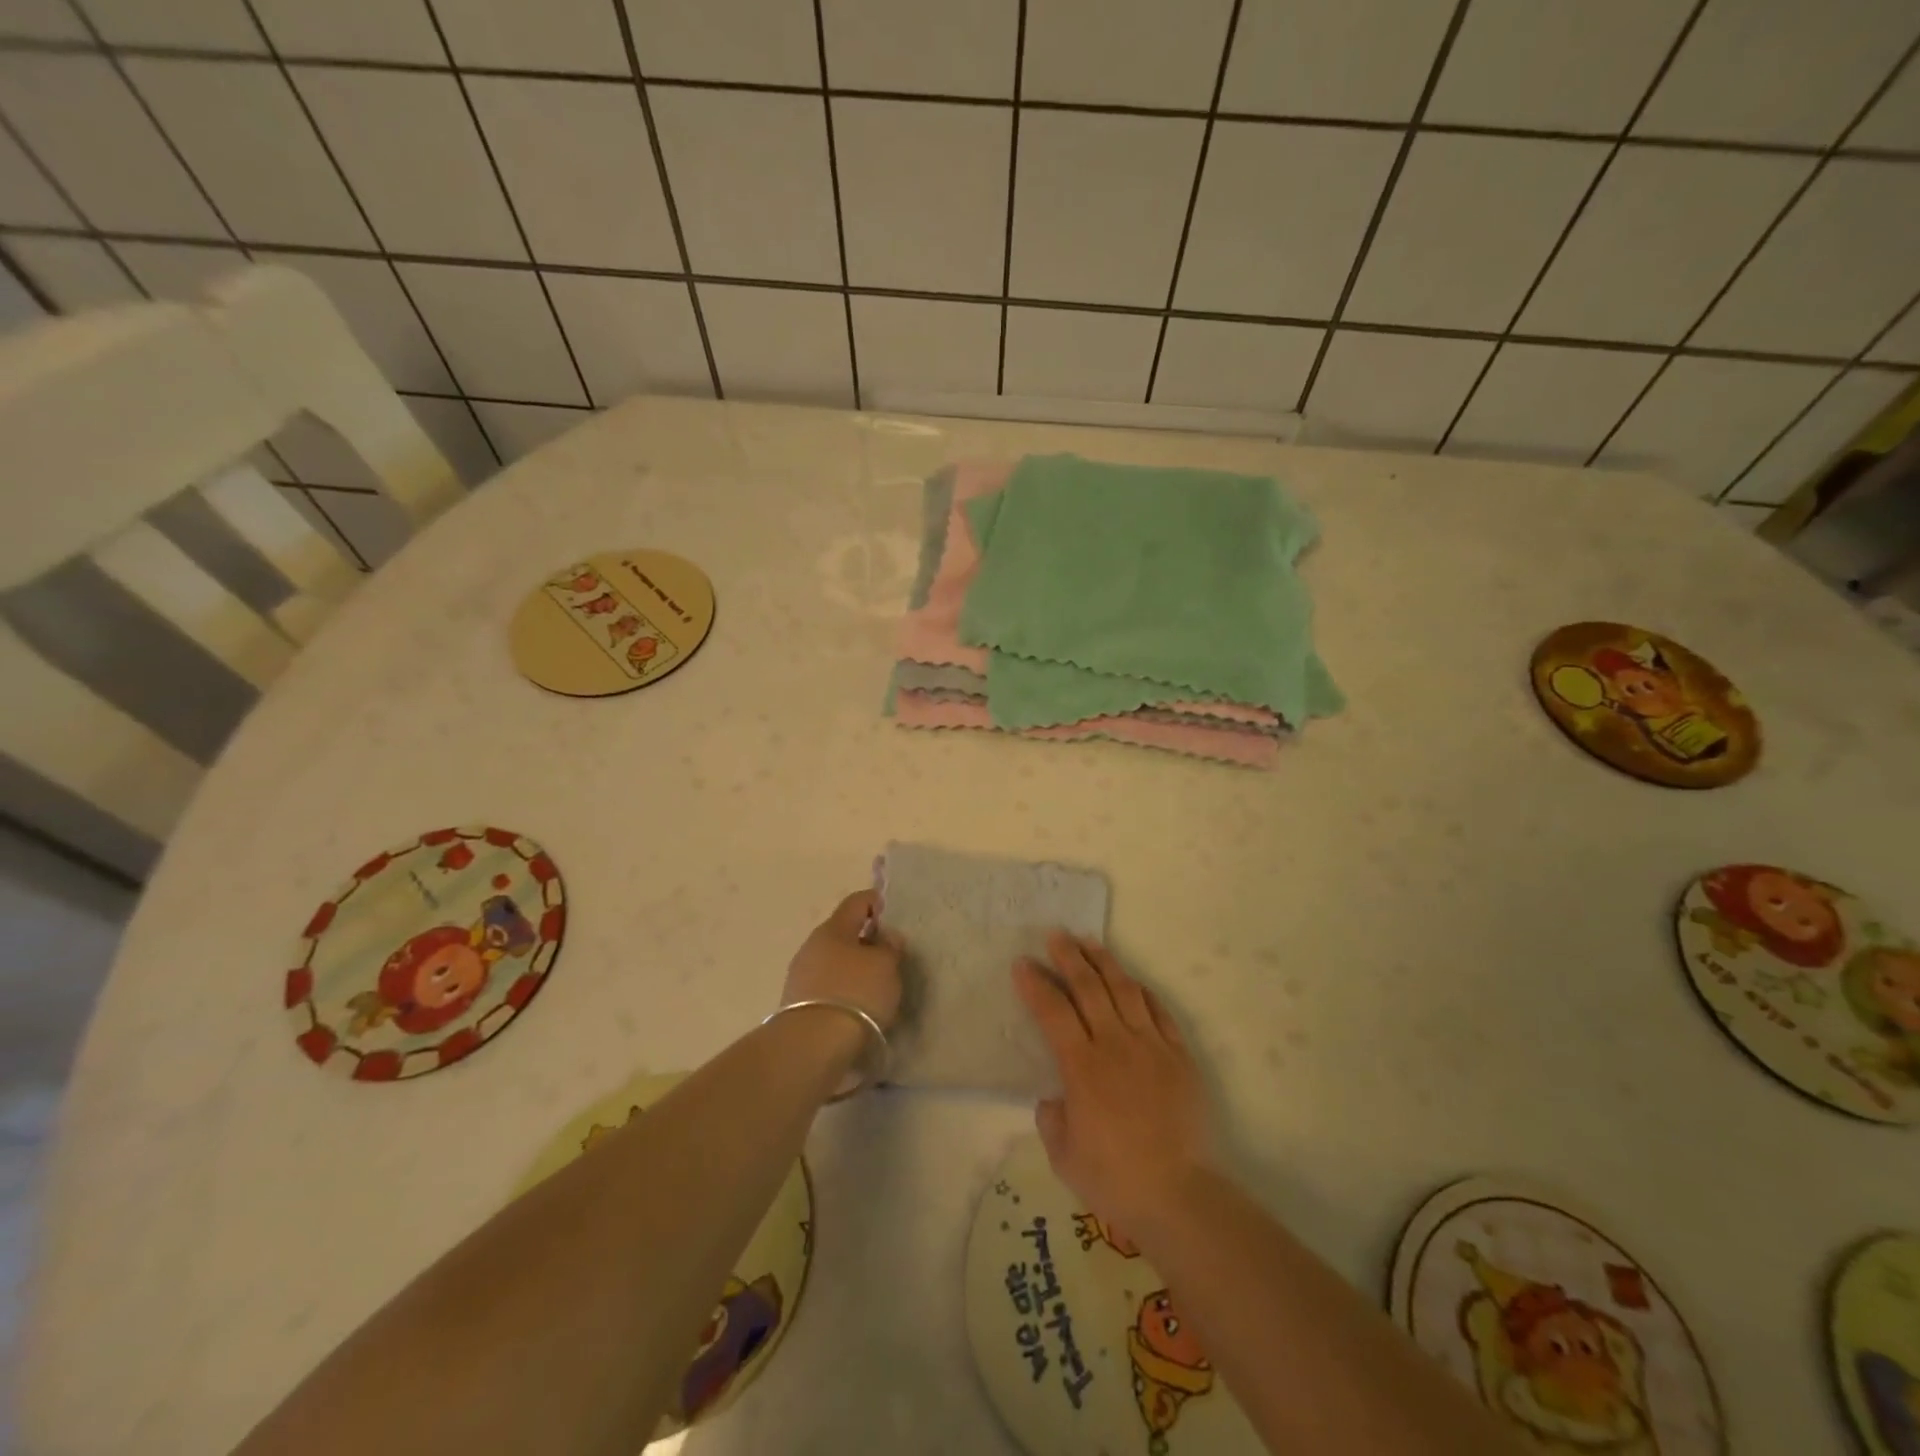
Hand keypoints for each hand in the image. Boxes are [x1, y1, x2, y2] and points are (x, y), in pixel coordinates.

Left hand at [781, 890, 902, 1029]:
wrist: (812, 1046)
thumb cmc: (855, 993)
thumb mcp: (886, 966)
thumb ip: (890, 947)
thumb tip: (886, 936)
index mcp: (833, 928)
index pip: (856, 902)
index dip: (876, 902)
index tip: (893, 915)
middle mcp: (812, 946)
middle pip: (843, 933)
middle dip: (866, 940)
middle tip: (889, 956)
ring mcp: (801, 976)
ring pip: (834, 962)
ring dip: (854, 968)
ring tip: (876, 987)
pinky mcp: (797, 1005)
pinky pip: (827, 988)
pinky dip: (844, 991)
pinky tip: (858, 1007)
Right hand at [1015, 933, 1217, 1239]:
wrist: (1180, 1195)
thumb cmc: (1114, 1179)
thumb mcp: (1063, 1155)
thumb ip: (1052, 1118)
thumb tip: (1055, 1097)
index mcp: (1082, 1067)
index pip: (1053, 1012)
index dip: (1036, 985)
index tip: (1022, 963)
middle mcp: (1115, 1045)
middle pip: (1089, 988)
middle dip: (1069, 957)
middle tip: (1056, 935)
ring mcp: (1151, 1046)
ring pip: (1125, 990)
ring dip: (1105, 962)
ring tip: (1090, 941)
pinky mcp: (1180, 1056)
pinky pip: (1159, 1011)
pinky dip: (1143, 991)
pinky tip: (1132, 981)